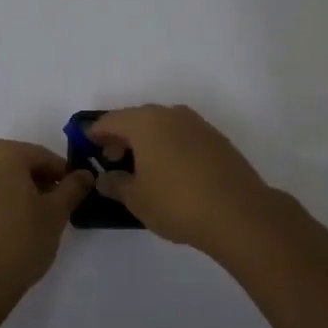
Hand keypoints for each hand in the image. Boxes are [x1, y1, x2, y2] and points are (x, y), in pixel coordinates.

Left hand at [0, 140, 93, 315]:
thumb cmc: (20, 242)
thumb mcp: (56, 214)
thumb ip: (73, 188)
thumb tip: (85, 174)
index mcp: (3, 153)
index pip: (42, 157)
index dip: (62, 175)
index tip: (73, 194)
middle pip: (15, 166)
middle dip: (36, 183)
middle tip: (53, 209)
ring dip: (12, 195)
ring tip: (27, 224)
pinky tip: (2, 234)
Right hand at [88, 106, 283, 261]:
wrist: (239, 212)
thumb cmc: (177, 203)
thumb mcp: (136, 199)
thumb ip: (115, 184)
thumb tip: (105, 177)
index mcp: (145, 122)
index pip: (110, 121)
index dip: (96, 133)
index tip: (88, 147)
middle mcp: (170, 114)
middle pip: (137, 119)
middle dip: (122, 137)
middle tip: (113, 162)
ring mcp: (197, 124)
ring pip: (162, 126)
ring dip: (147, 141)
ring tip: (142, 170)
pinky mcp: (216, 138)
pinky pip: (182, 135)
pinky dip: (169, 146)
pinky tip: (170, 172)